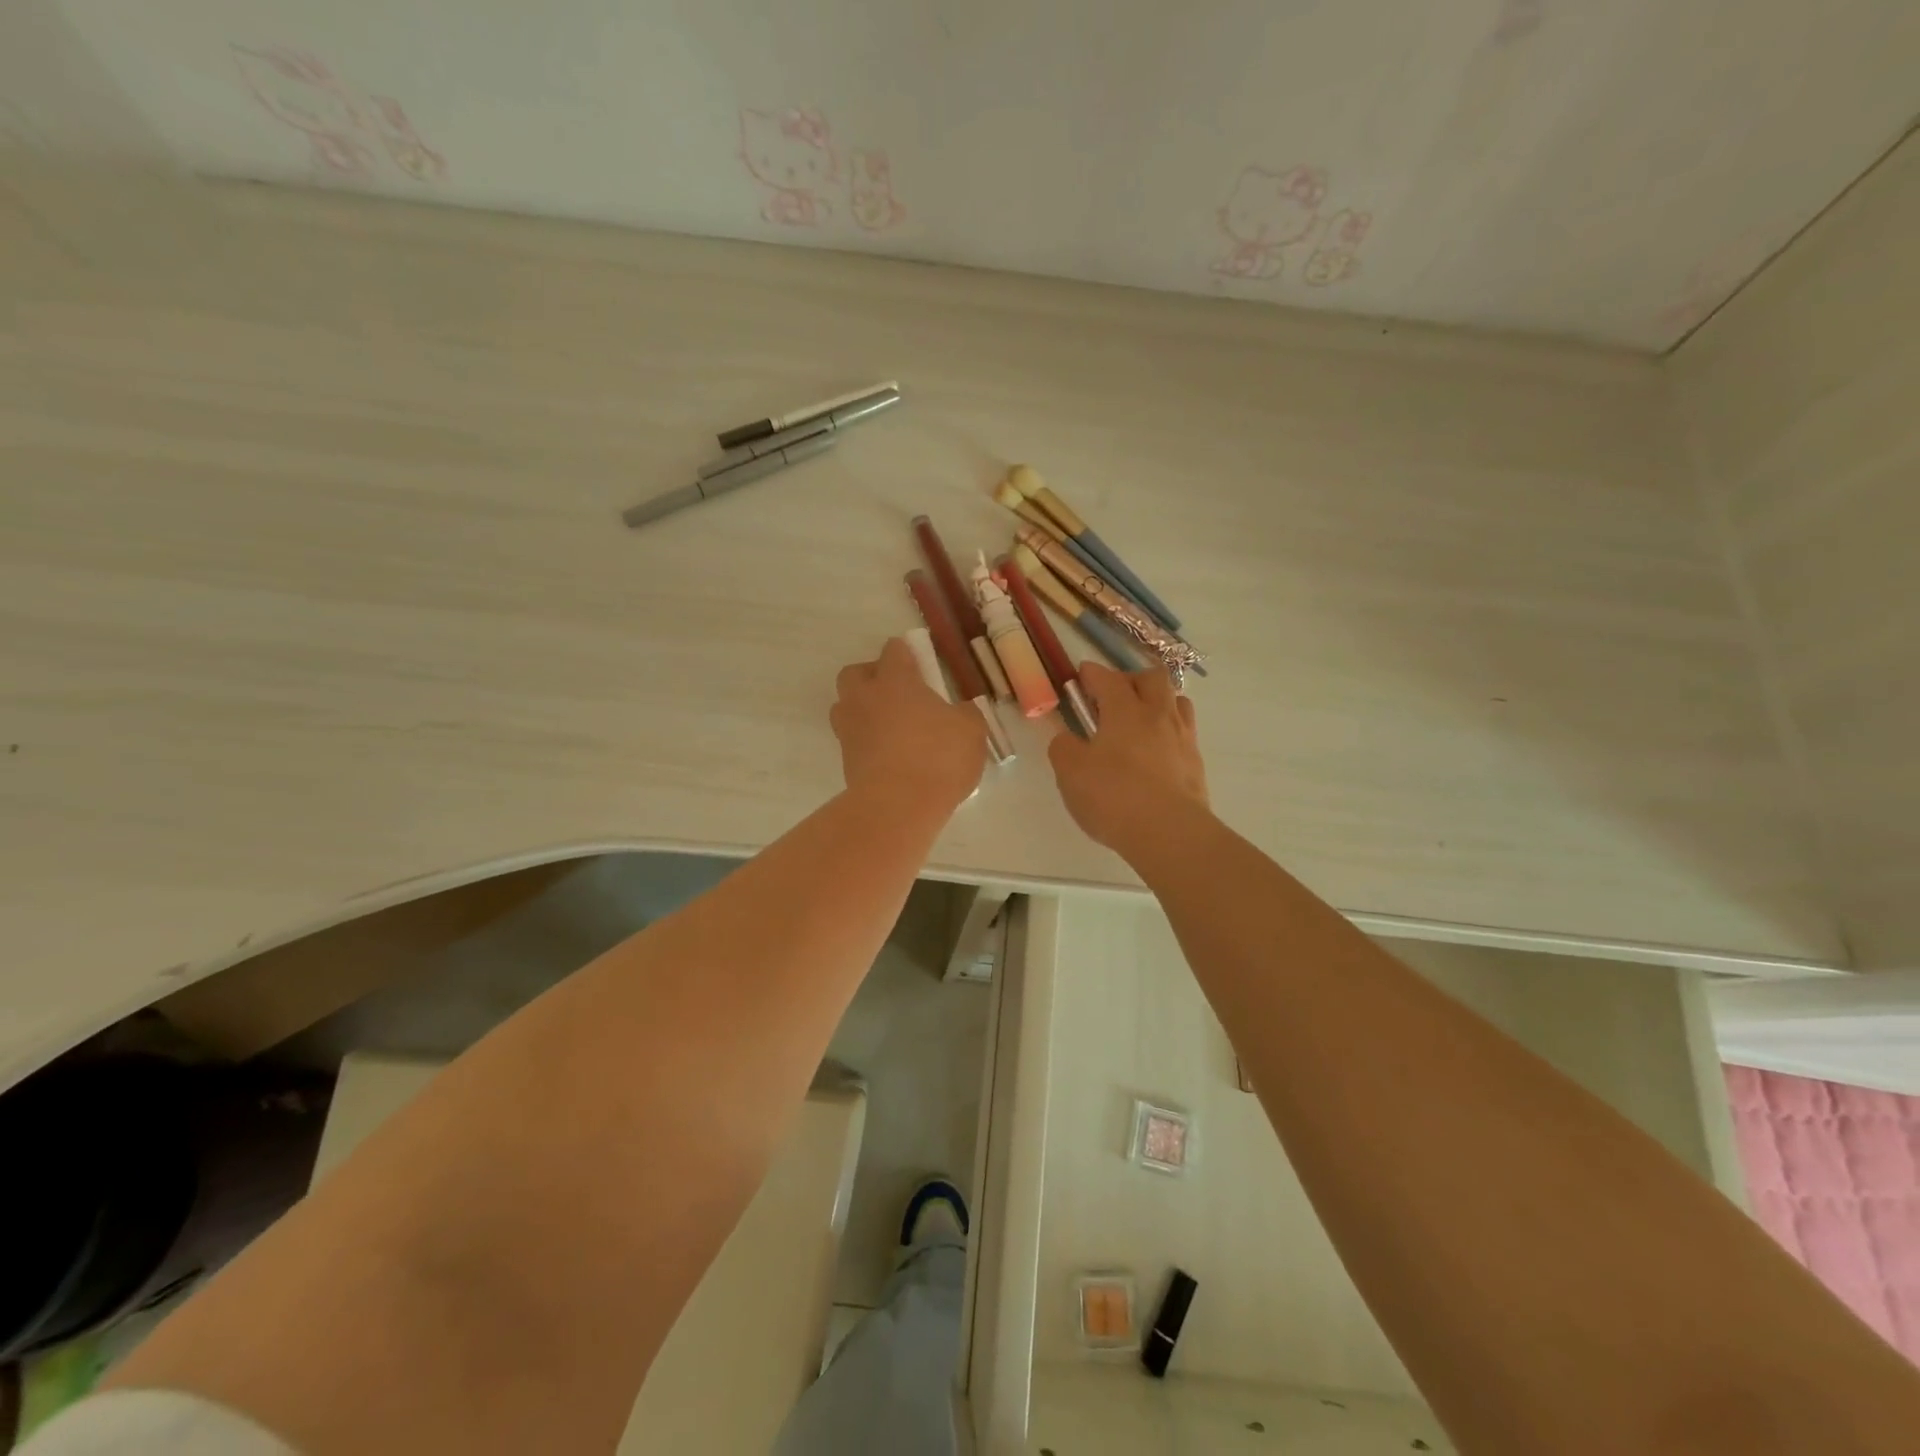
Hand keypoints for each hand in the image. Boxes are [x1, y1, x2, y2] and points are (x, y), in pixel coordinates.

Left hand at [831, 638, 987, 815]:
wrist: (898, 807)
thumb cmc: (938, 757)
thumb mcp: (971, 730)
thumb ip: (966, 713)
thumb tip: (959, 711)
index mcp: (894, 680)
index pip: (894, 650)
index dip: (907, 653)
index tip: (921, 665)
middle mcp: (864, 698)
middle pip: (855, 673)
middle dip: (873, 677)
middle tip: (899, 694)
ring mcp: (850, 730)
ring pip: (846, 707)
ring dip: (864, 710)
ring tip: (891, 727)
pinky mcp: (845, 761)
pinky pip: (853, 740)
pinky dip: (867, 742)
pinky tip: (890, 756)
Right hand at [1048, 662, 1209, 855]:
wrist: (1169, 833)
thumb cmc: (1113, 796)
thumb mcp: (1070, 771)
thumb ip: (1063, 748)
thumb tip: (1067, 738)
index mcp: (1125, 710)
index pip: (1108, 678)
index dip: (1091, 674)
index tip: (1081, 676)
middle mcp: (1158, 715)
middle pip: (1152, 678)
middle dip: (1131, 680)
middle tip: (1113, 698)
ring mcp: (1183, 738)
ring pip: (1176, 702)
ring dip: (1157, 702)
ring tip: (1139, 722)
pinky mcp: (1196, 764)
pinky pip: (1183, 733)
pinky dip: (1167, 733)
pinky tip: (1154, 753)